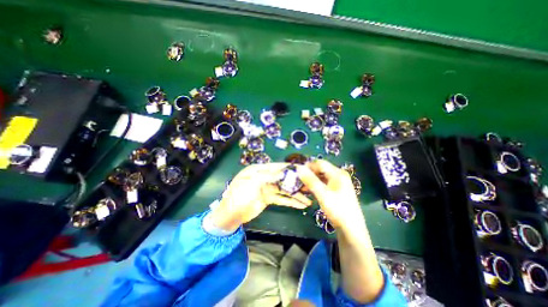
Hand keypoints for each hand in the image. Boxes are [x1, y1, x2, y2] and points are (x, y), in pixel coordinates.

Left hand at [211, 165, 311, 231]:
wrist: (229, 215)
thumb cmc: (237, 197)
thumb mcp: (251, 184)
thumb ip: (267, 177)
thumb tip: (283, 173)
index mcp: (258, 170)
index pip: (276, 167)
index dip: (288, 168)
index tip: (302, 169)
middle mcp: (264, 177)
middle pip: (282, 178)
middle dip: (295, 183)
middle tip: (309, 186)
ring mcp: (267, 188)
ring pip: (284, 190)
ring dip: (295, 195)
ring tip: (308, 199)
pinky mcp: (268, 198)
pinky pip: (281, 199)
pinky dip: (290, 202)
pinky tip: (300, 205)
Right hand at [294, 161, 365, 234]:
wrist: (351, 228)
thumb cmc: (337, 209)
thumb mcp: (322, 194)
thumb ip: (310, 180)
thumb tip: (299, 167)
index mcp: (337, 173)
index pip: (320, 163)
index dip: (308, 166)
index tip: (297, 172)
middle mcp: (339, 175)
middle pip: (321, 169)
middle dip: (310, 173)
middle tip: (299, 180)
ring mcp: (339, 182)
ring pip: (322, 176)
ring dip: (312, 180)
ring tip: (303, 186)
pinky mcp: (337, 189)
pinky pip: (324, 183)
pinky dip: (317, 185)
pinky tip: (310, 191)